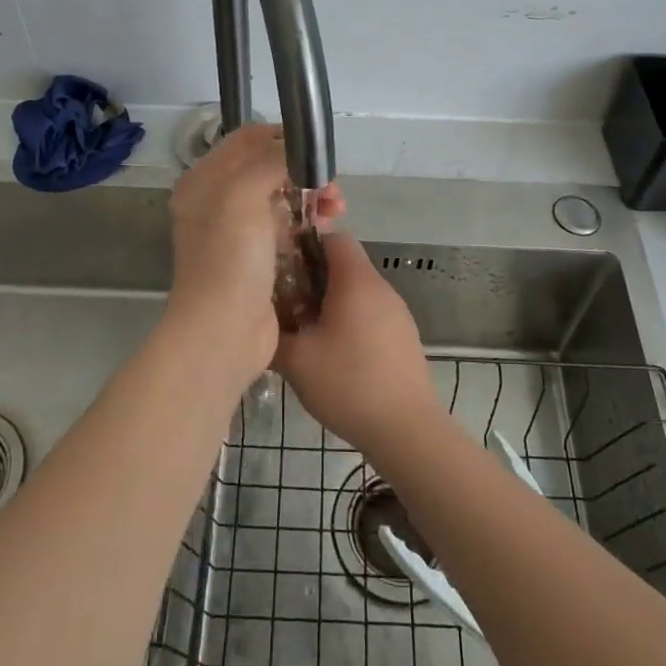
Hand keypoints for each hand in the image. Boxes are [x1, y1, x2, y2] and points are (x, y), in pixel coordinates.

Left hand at [164, 124, 344, 386]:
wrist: (223, 333)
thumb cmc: (229, 259)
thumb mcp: (243, 195)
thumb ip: (269, 161)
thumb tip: (295, 151)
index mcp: (204, 181)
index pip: (246, 140)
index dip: (281, 137)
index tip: (315, 149)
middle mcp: (216, 202)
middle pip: (266, 169)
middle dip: (303, 170)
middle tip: (331, 185)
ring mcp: (237, 234)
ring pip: (280, 200)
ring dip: (311, 196)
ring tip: (337, 208)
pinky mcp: (257, 260)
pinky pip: (286, 229)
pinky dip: (307, 223)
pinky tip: (328, 227)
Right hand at [272, 233, 442, 453]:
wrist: (406, 429)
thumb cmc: (348, 383)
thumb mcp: (295, 360)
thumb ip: (272, 333)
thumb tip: (258, 322)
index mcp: (356, 281)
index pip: (334, 237)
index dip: (306, 245)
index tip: (282, 269)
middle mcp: (381, 287)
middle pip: (344, 265)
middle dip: (312, 280)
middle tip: (286, 306)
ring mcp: (397, 312)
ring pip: (357, 292)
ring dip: (330, 304)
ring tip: (306, 335)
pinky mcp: (404, 337)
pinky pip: (371, 314)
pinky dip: (350, 323)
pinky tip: (334, 357)